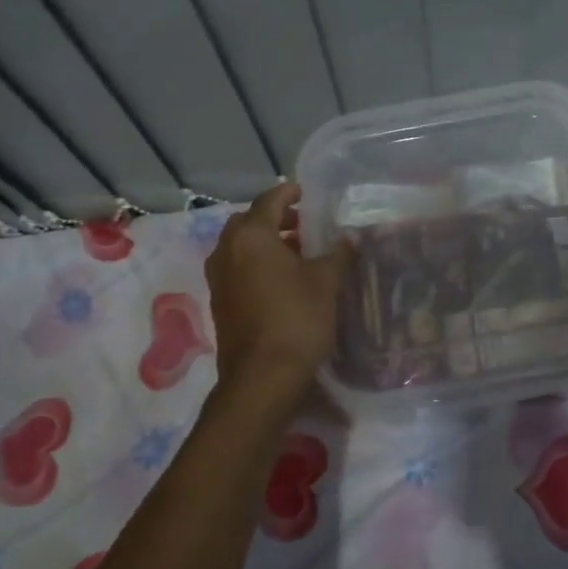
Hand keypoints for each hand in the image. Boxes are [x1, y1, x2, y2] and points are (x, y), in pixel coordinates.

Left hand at [205, 183, 348, 394]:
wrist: (263, 376)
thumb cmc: (296, 318)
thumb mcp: (326, 282)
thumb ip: (337, 254)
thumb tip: (349, 238)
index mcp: (250, 237)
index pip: (268, 201)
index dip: (288, 193)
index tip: (304, 192)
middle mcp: (226, 252)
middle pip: (248, 223)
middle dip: (274, 219)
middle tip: (302, 225)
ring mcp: (219, 280)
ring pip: (240, 248)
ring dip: (265, 243)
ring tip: (297, 253)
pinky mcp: (220, 304)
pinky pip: (237, 270)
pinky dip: (256, 265)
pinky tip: (282, 280)